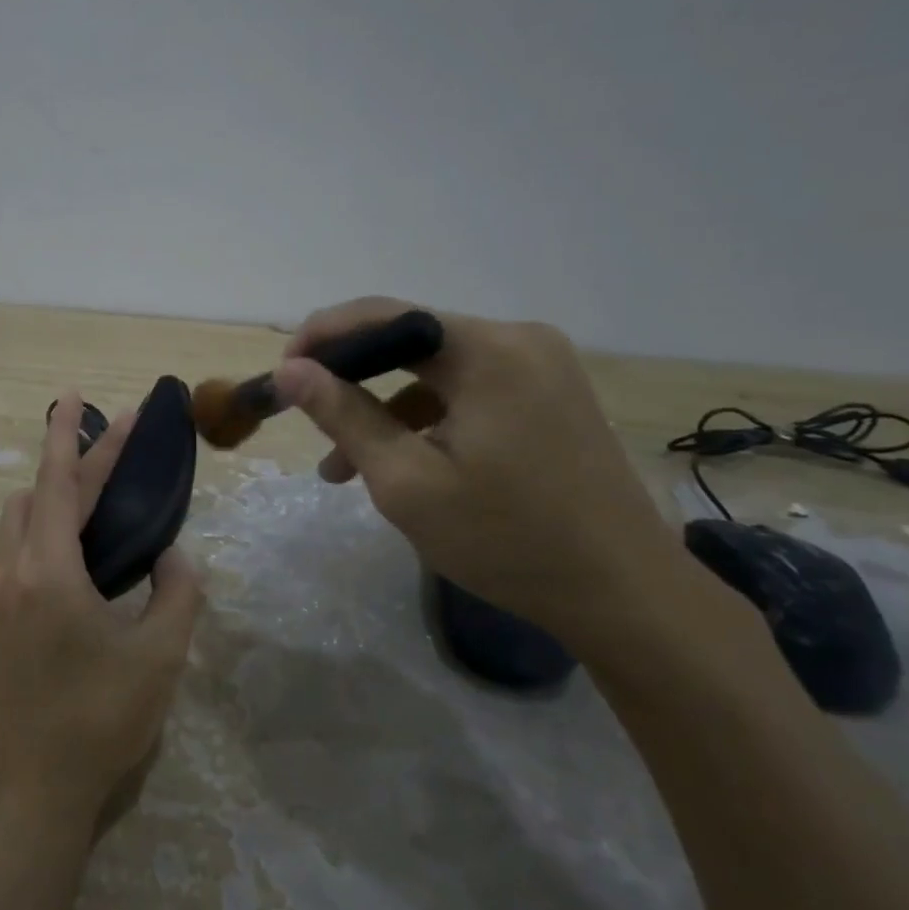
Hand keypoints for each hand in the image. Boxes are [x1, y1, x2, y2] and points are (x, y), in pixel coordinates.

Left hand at [0, 391, 204, 827]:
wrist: (35, 788)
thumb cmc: (102, 719)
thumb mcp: (160, 654)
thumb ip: (177, 591)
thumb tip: (172, 554)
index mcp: (48, 572)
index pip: (57, 483)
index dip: (68, 434)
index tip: (74, 394)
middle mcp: (11, 572)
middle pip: (37, 494)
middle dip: (74, 460)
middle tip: (115, 441)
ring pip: (17, 521)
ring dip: (52, 496)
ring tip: (97, 495)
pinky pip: (13, 550)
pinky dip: (41, 529)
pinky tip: (75, 551)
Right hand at [275, 297, 680, 655]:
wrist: (625, 595)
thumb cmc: (507, 540)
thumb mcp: (407, 481)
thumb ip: (344, 415)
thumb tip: (289, 369)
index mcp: (488, 350)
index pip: (384, 314)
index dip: (323, 336)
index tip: (282, 373)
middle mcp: (518, 339)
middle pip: (409, 339)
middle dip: (350, 377)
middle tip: (305, 415)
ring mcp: (540, 366)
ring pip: (434, 370)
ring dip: (383, 408)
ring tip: (340, 467)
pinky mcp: (548, 394)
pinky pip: (467, 390)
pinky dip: (424, 418)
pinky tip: (398, 463)